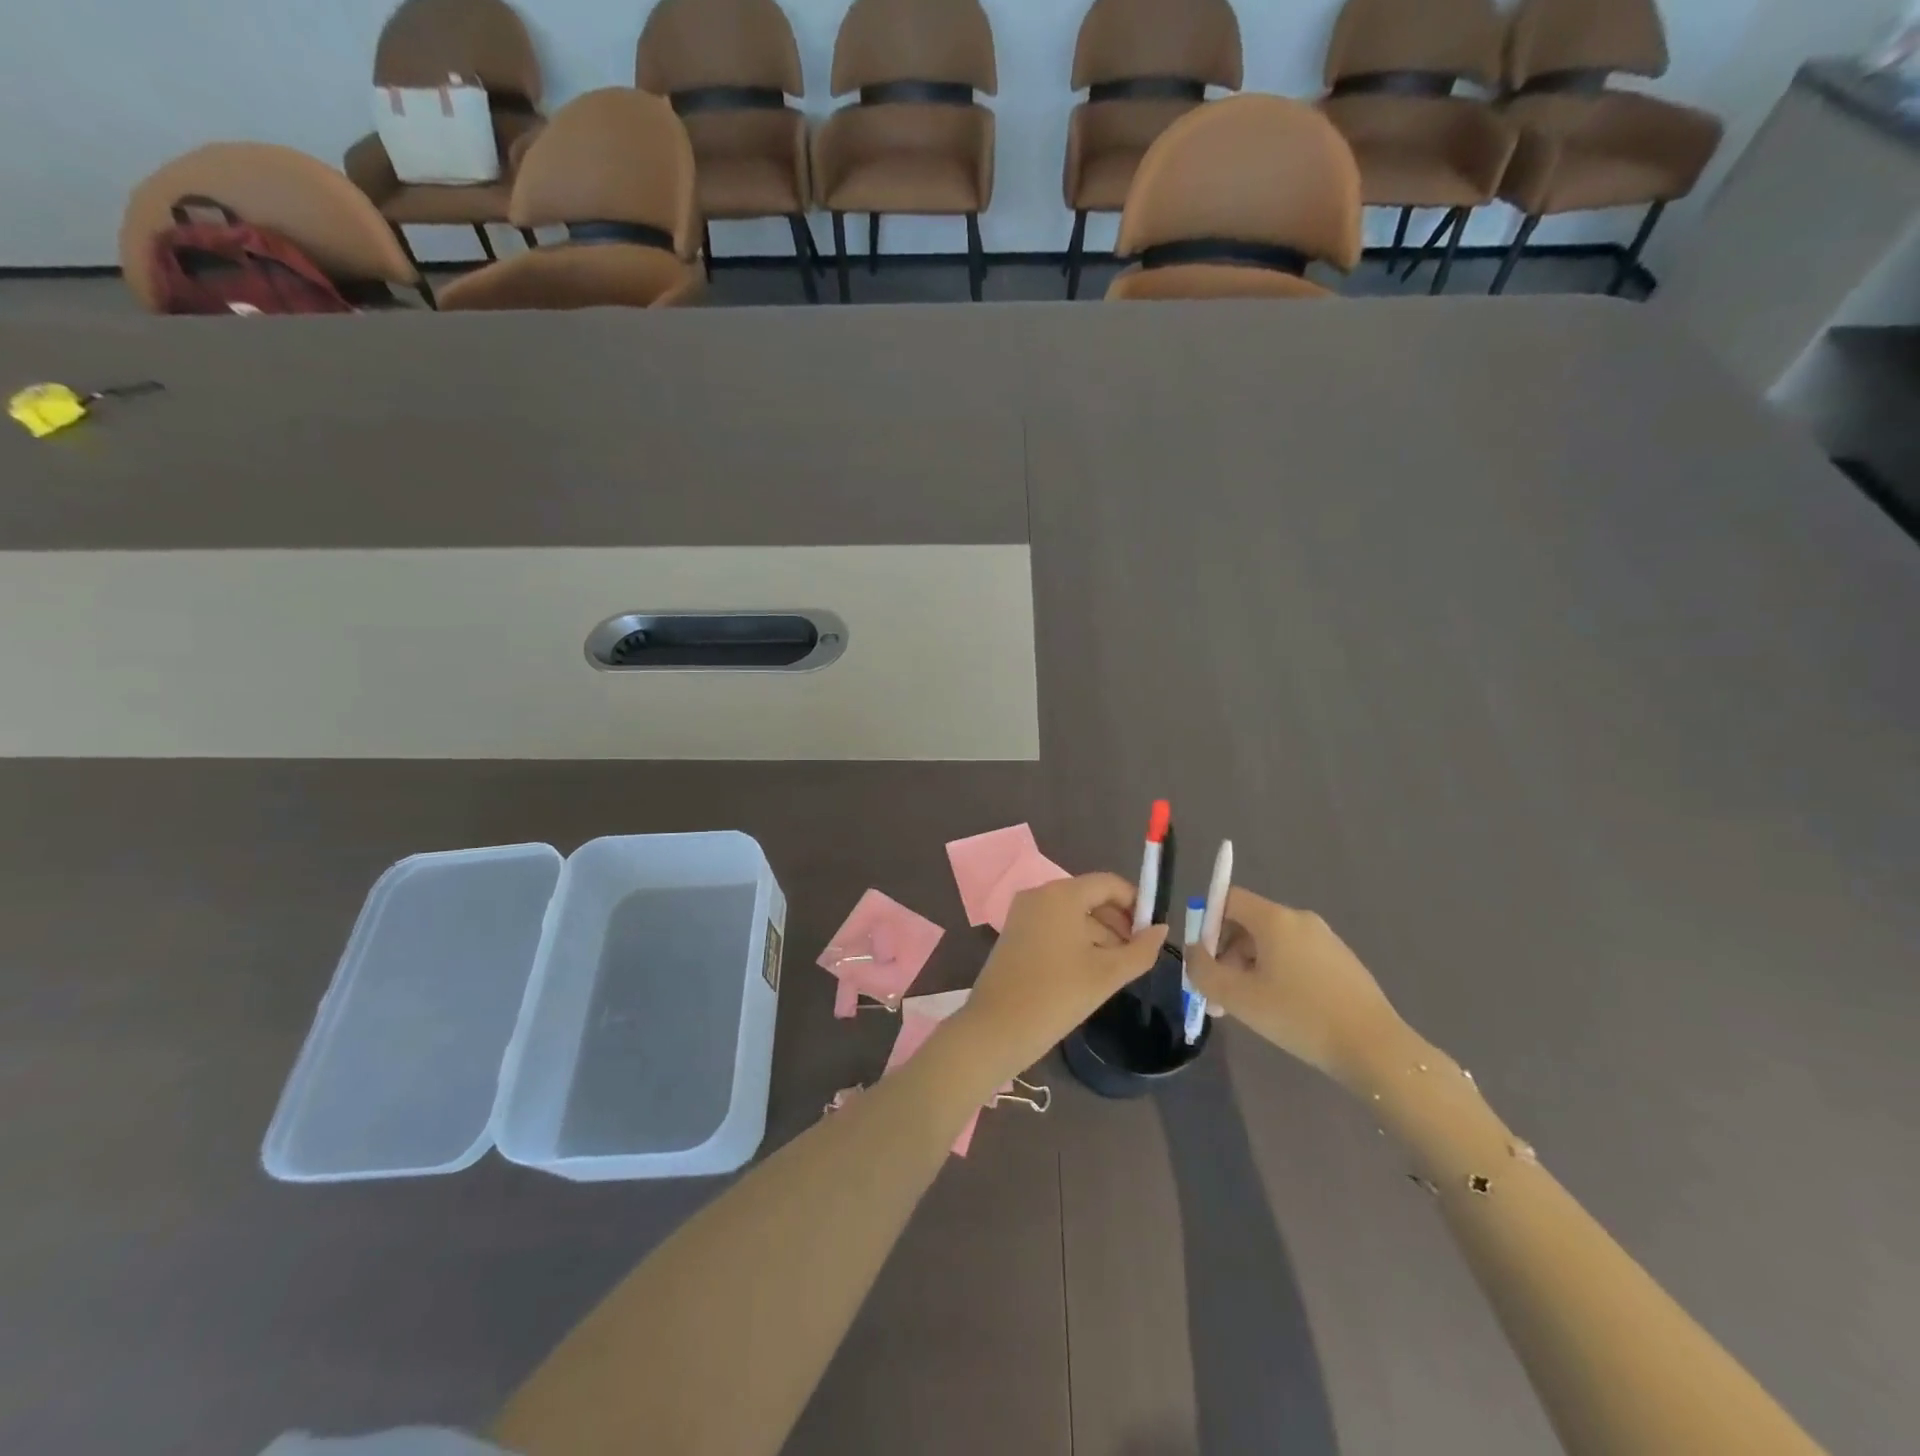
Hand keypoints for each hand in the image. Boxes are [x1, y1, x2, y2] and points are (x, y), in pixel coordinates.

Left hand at [948, 873, 1168, 1089]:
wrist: (996, 1029)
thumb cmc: (1057, 996)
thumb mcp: (1108, 975)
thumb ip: (1141, 950)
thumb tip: (1161, 929)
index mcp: (1062, 894)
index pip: (1109, 884)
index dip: (1136, 904)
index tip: (1152, 933)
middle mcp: (1040, 894)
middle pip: (1090, 897)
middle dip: (1118, 923)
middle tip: (1137, 956)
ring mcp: (1023, 913)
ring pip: (1073, 914)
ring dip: (1099, 935)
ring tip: (1117, 970)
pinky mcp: (1015, 932)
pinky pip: (1055, 926)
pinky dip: (1076, 941)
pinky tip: (1089, 972)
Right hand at [1183, 888, 1404, 1088]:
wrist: (1375, 1049)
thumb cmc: (1300, 1017)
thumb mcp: (1238, 997)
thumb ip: (1203, 970)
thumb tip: (1193, 952)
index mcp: (1275, 919)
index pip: (1229, 898)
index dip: (1207, 923)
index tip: (1204, 960)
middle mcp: (1300, 920)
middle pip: (1248, 923)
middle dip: (1226, 954)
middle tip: (1219, 994)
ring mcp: (1325, 940)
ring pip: (1271, 944)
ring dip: (1249, 968)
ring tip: (1247, 1008)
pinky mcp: (1341, 961)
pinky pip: (1295, 957)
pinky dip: (1277, 974)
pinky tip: (1281, 1010)